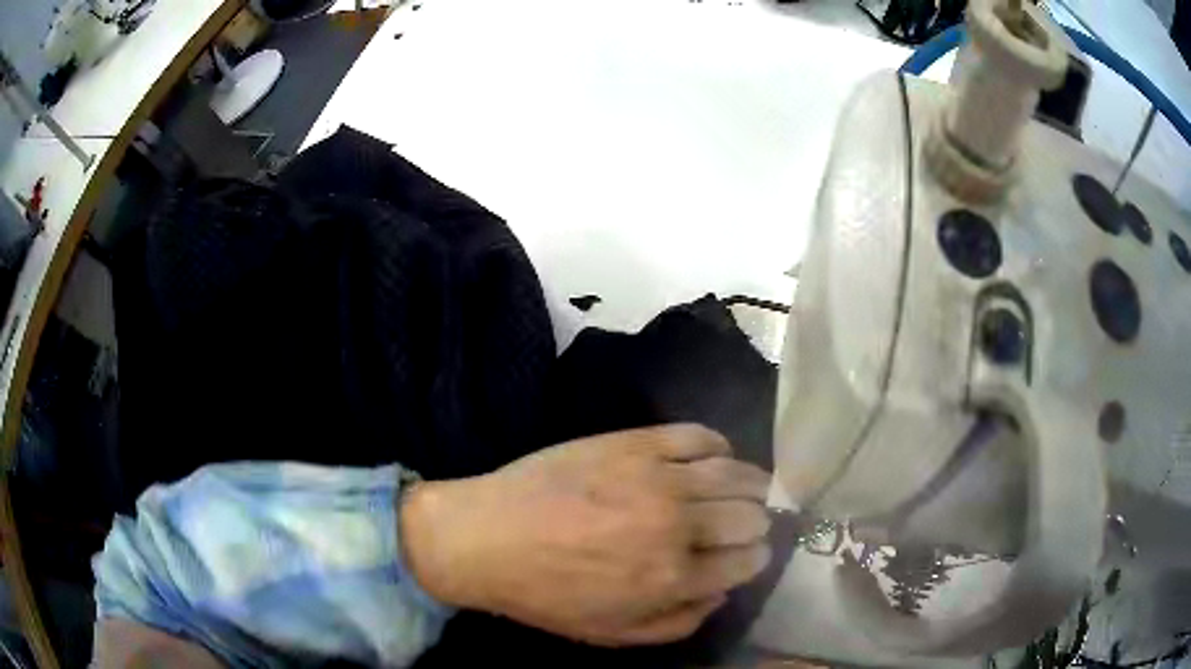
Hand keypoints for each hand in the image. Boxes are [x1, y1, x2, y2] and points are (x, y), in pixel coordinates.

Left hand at [400, 424, 772, 645]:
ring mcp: (658, 477)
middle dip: (755, 523)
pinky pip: (699, 435)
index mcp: (674, 577)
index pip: (748, 560)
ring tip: (745, 488)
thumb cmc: (547, 594)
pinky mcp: (636, 442)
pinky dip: (718, 445)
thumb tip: (722, 592)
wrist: (486, 537)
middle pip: (751, 515)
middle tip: (743, 523)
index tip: (749, 553)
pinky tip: (714, 456)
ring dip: (751, 484)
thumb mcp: (614, 634)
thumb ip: (679, 621)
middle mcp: (678, 524)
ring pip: (737, 473)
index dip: (755, 557)